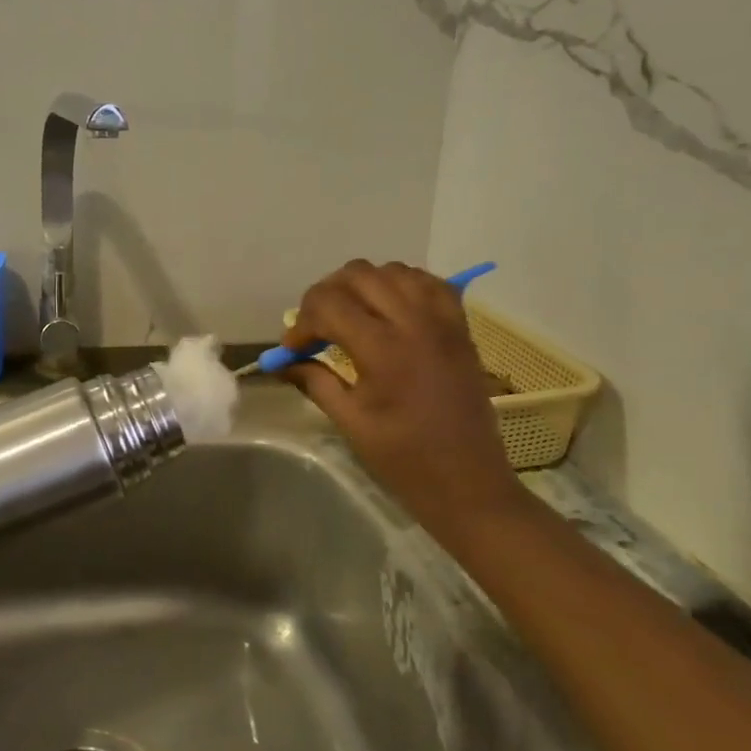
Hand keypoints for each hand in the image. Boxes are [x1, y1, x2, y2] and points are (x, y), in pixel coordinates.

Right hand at [281, 260, 527, 533]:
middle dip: (325, 296)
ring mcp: (442, 320)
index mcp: (383, 349)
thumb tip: (283, 362)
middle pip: (357, 275)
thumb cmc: (404, 459)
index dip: (301, 323)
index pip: (328, 304)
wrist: (468, 481)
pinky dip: (402, 286)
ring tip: (351, 317)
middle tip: (316, 329)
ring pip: (393, 270)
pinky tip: (388, 310)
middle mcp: (415, 322)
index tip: (293, 349)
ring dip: (363, 286)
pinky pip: (429, 282)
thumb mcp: (350, 421)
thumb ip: (314, 381)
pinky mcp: (460, 327)